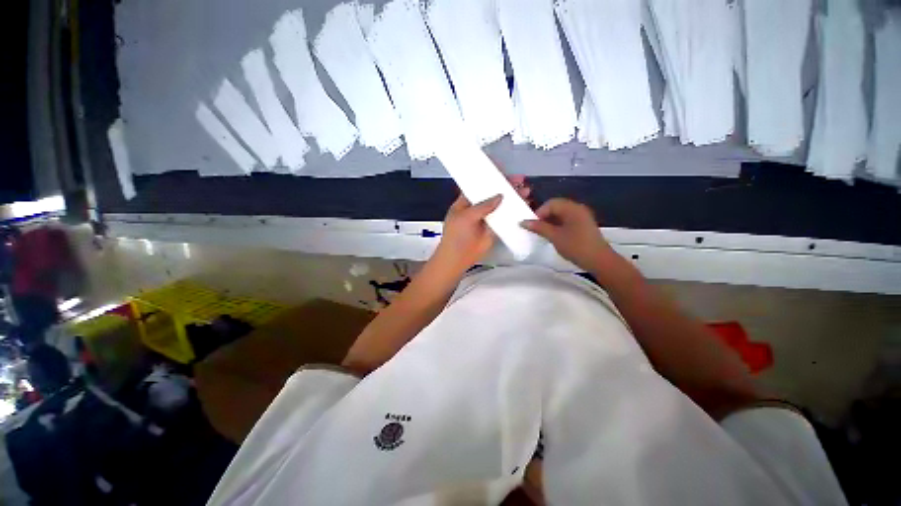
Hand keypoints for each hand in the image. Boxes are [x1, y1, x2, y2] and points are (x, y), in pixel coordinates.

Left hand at [435, 175, 531, 271]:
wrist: (458, 258)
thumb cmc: (457, 235)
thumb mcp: (466, 217)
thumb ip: (483, 206)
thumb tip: (500, 196)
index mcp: (466, 201)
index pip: (479, 184)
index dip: (490, 176)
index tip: (504, 169)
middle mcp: (477, 207)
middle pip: (493, 193)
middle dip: (506, 186)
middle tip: (520, 180)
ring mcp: (487, 217)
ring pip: (501, 205)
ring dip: (513, 198)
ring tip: (526, 192)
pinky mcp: (494, 228)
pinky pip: (505, 218)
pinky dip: (514, 212)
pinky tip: (524, 206)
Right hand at [521, 198, 614, 270]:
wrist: (599, 261)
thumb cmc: (576, 246)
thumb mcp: (555, 236)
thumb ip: (539, 227)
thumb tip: (523, 222)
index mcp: (572, 208)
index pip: (551, 203)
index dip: (539, 212)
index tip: (532, 225)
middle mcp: (578, 209)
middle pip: (556, 207)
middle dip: (544, 216)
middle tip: (535, 228)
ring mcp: (581, 217)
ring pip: (560, 214)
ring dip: (549, 221)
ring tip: (542, 233)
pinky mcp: (582, 226)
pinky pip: (566, 220)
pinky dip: (557, 225)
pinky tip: (552, 235)